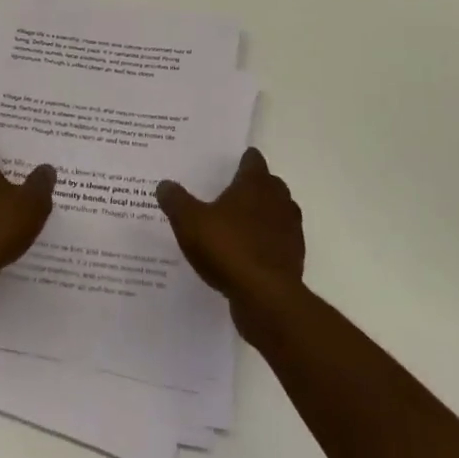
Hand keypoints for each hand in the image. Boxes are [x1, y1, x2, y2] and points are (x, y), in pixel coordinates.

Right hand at [156, 149, 304, 336]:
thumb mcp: (190, 222)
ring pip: (278, 212)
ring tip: (239, 224)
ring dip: (263, 215)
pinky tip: (248, 253)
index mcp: (255, 184)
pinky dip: (267, 242)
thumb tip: (164, 184)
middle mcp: (278, 200)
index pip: (253, 160)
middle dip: (254, 186)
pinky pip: (279, 241)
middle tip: (230, 193)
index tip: (231, 163)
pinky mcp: (293, 257)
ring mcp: (290, 230)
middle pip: (269, 184)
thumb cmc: (228, 248)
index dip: (243, 160)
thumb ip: (176, 201)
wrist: (266, 297)